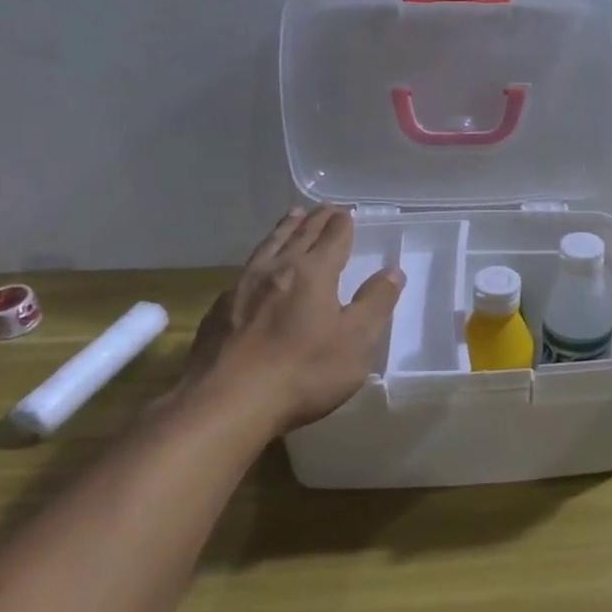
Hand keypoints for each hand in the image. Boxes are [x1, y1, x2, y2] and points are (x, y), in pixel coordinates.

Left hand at [176, 206, 404, 433]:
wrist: (226, 403)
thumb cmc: (302, 372)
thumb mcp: (355, 342)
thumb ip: (375, 303)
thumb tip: (392, 272)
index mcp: (313, 273)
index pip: (332, 238)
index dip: (342, 224)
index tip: (346, 212)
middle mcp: (276, 270)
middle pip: (299, 235)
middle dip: (315, 220)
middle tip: (324, 208)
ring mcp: (242, 287)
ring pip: (268, 247)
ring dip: (284, 229)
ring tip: (291, 216)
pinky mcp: (219, 310)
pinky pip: (245, 270)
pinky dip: (260, 257)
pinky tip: (257, 268)